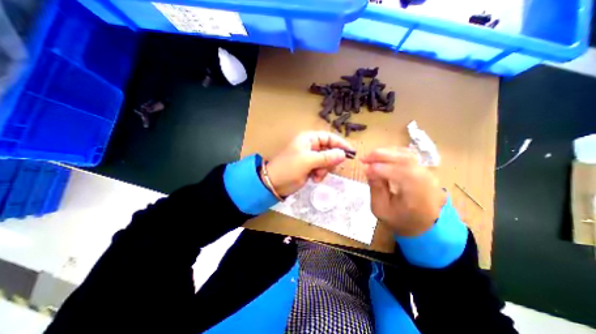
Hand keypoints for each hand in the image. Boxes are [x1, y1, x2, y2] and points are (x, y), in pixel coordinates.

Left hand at [265, 131, 352, 197]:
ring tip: (316, 176)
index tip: (350, 152)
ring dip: (325, 169)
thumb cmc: (289, 169)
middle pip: (329, 150)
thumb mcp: (308, 161)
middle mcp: (310, 146)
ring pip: (327, 161)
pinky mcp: (309, 167)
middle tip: (326, 169)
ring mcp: (310, 158)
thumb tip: (343, 154)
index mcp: (308, 139)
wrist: (274, 184)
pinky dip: (320, 174)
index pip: (329, 137)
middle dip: (330, 161)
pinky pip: (322, 169)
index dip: (340, 144)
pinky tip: (314, 179)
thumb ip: (326, 157)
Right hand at [358, 148, 446, 236]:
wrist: (422, 224)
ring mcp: (428, 173)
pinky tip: (381, 156)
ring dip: (386, 153)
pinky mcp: (423, 169)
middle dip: (381, 156)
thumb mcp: (381, 210)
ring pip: (406, 154)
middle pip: (405, 159)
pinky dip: (392, 153)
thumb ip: (375, 189)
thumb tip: (367, 169)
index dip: (382, 169)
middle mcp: (427, 181)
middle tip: (363, 158)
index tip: (364, 168)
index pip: (402, 175)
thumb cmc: (399, 219)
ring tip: (369, 156)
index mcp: (418, 197)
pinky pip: (407, 155)